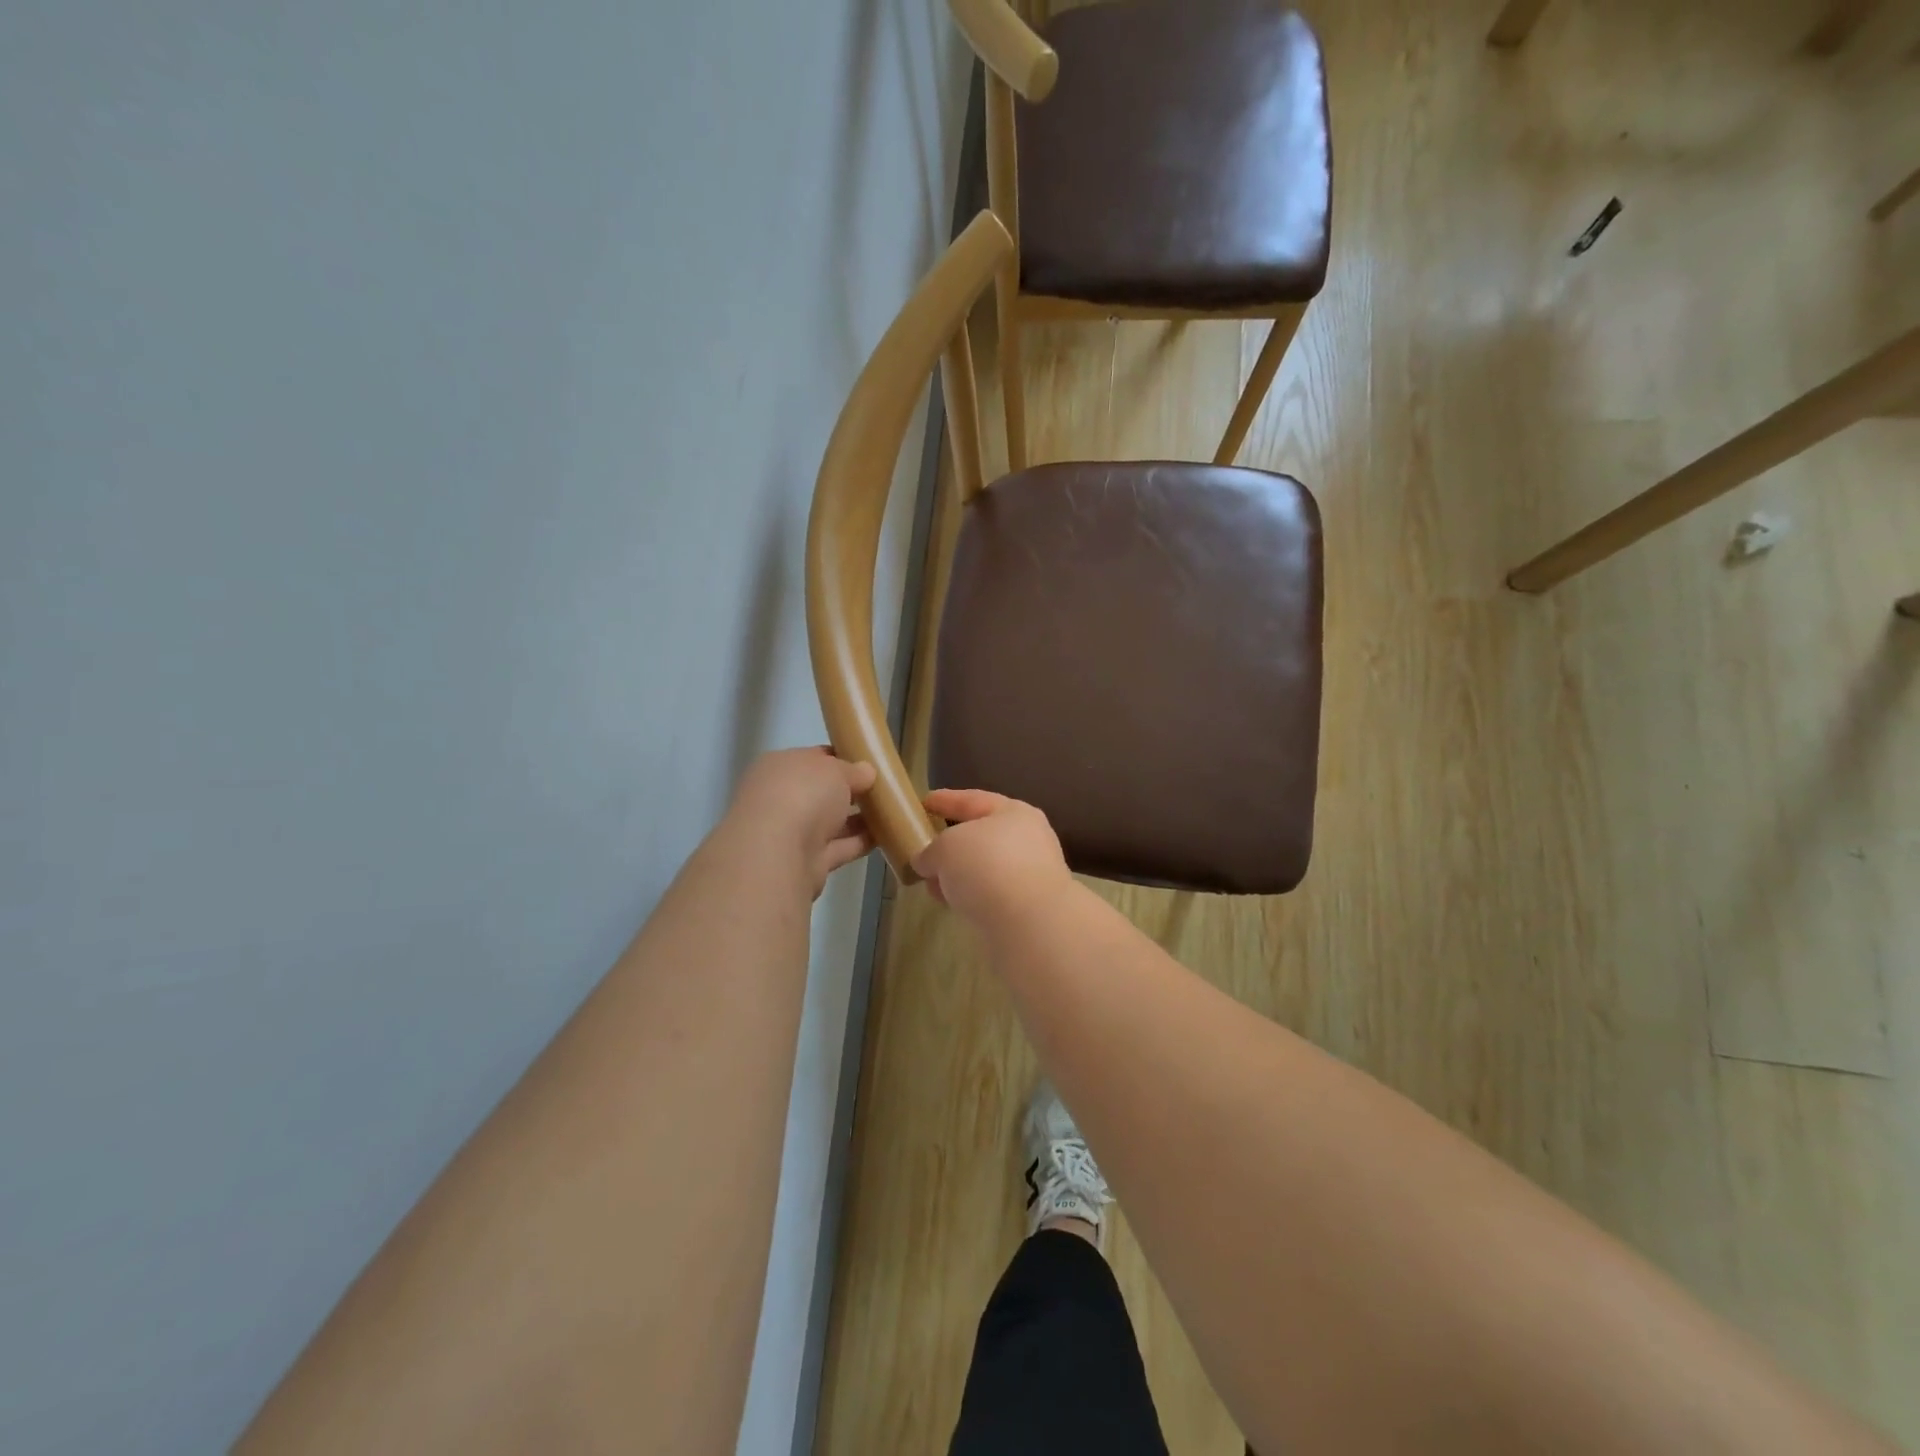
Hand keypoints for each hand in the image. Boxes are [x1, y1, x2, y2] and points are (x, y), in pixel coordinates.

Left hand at [729, 748, 876, 897]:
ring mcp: (792, 833)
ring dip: (858, 819)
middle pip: (821, 792)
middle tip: (884, 787)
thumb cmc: (802, 794)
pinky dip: (860, 842)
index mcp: (780, 768)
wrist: (778, 853)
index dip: (841, 759)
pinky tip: (887, 835)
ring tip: (892, 811)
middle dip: (850, 791)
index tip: (869, 762)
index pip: (813, 759)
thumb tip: (866, 772)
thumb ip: (853, 770)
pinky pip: (840, 847)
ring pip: (831, 822)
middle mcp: (782, 799)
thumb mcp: (835, 770)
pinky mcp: (808, 862)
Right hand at [912, 789, 1072, 923]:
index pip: (973, 800)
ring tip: (932, 885)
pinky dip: (969, 895)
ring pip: (984, 867)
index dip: (946, 800)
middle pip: (981, 836)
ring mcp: (1031, 874)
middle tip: (925, 850)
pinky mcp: (1029, 906)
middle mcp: (1027, 839)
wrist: (1031, 923)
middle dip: (950, 845)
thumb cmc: (988, 867)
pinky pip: (990, 892)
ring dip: (958, 874)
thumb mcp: (946, 848)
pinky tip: (951, 903)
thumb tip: (927, 862)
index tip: (924, 803)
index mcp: (1013, 812)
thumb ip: (931, 851)